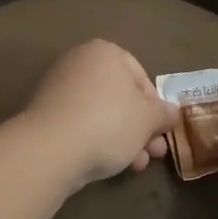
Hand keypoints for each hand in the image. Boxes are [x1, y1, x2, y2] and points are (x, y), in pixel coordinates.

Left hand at [21, 40, 177, 188]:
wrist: (51, 149)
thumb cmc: (109, 122)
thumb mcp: (149, 119)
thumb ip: (164, 113)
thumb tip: (172, 112)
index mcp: (105, 52)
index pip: (141, 77)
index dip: (156, 106)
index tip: (161, 130)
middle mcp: (80, 64)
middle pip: (121, 98)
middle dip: (142, 128)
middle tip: (155, 152)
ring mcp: (59, 90)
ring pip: (103, 115)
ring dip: (125, 140)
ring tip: (137, 165)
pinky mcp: (46, 117)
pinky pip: (82, 126)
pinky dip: (99, 142)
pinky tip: (112, 166)